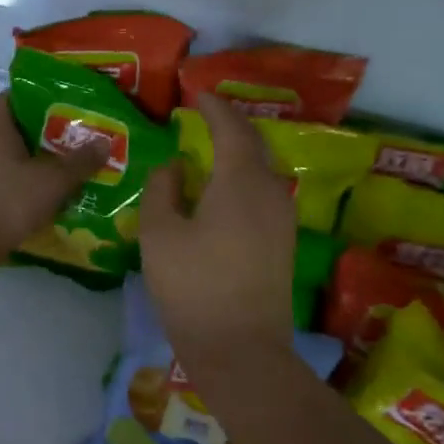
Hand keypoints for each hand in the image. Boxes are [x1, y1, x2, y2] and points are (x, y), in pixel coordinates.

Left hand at [0, 92, 108, 256]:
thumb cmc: (6, 200)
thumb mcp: (51, 180)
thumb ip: (79, 162)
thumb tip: (105, 142)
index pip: (4, 100)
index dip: (26, 96)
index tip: (54, 102)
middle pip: (13, 134)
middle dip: (43, 136)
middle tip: (75, 140)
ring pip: (12, 165)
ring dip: (37, 168)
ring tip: (70, 173)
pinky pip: (9, 191)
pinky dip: (28, 194)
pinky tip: (52, 203)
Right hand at [139, 93, 297, 359]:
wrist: (242, 349)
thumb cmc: (193, 287)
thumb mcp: (160, 234)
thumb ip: (163, 190)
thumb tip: (175, 166)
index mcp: (240, 181)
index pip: (230, 128)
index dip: (213, 107)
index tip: (196, 94)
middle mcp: (270, 191)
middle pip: (253, 144)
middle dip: (231, 125)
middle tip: (205, 115)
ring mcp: (282, 218)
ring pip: (262, 169)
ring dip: (239, 152)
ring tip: (212, 147)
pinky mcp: (282, 242)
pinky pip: (264, 192)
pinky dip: (244, 177)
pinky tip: (224, 189)